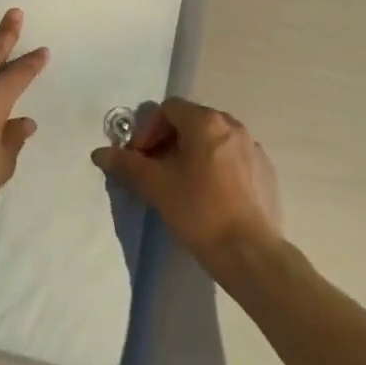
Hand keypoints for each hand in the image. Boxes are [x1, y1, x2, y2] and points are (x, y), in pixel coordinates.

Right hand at [92, 100, 282, 274]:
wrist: (251, 255)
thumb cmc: (200, 212)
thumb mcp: (157, 186)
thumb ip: (127, 165)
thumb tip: (100, 153)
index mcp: (206, 122)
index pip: (168, 109)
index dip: (148, 131)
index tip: (140, 159)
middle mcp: (232, 126)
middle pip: (191, 122)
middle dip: (169, 142)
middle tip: (156, 171)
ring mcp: (253, 148)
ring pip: (213, 141)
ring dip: (192, 154)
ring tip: (182, 185)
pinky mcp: (265, 172)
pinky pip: (233, 159)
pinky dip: (216, 168)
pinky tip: (210, 197)